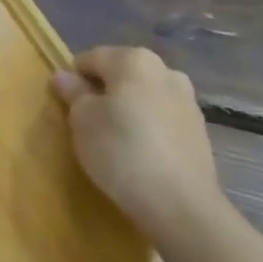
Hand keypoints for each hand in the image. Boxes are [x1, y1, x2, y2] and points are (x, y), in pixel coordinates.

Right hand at [51, 47, 226, 246]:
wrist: (179, 203)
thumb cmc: (120, 150)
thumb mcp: (82, 120)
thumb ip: (73, 93)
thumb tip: (64, 77)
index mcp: (134, 60)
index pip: (91, 58)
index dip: (73, 79)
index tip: (65, 105)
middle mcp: (166, 71)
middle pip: (122, 74)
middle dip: (104, 92)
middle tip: (87, 122)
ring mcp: (187, 101)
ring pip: (144, 96)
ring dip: (127, 109)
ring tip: (114, 140)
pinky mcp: (199, 130)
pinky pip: (162, 119)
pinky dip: (147, 127)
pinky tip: (138, 153)